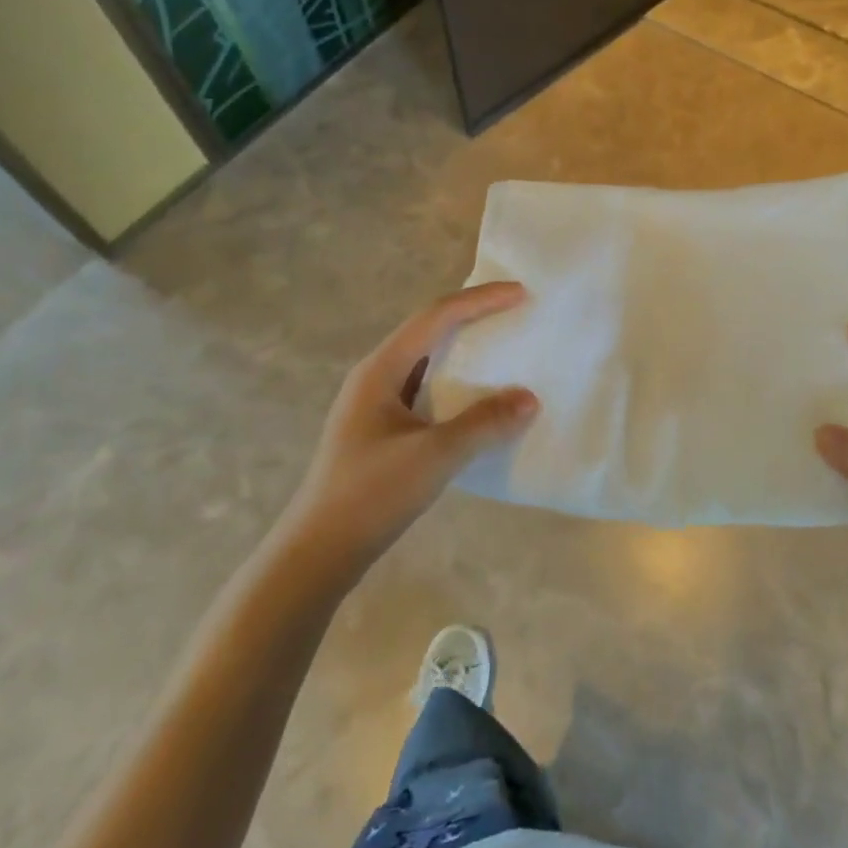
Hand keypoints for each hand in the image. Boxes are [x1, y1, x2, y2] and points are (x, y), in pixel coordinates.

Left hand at [284, 283, 537, 568]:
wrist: (318, 553)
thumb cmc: (371, 494)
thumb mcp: (434, 456)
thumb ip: (484, 424)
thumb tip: (530, 398)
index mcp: (381, 369)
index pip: (436, 317)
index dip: (480, 301)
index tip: (520, 294)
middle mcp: (375, 377)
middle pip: (429, 331)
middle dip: (472, 317)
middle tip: (514, 314)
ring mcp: (375, 405)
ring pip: (427, 362)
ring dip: (465, 351)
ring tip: (503, 350)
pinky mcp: (381, 431)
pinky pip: (426, 390)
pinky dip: (457, 385)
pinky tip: (478, 402)